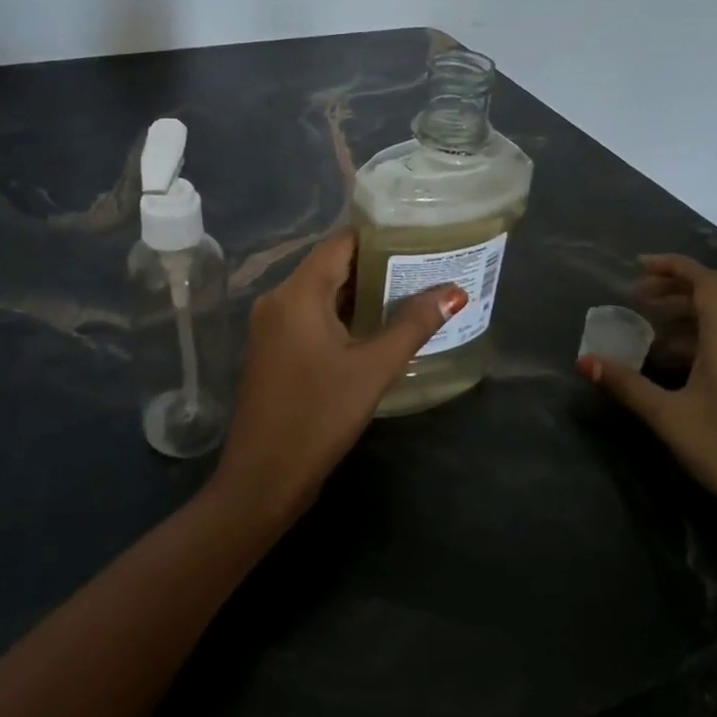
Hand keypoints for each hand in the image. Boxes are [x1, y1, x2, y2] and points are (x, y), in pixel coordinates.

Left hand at [211, 230, 465, 527]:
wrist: (262, 479)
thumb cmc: (318, 417)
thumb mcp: (372, 369)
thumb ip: (412, 325)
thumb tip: (453, 291)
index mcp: (296, 294)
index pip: (340, 243)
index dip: (379, 237)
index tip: (419, 237)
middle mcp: (278, 300)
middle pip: (331, 265)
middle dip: (376, 266)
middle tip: (425, 267)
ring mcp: (272, 327)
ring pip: (322, 293)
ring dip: (361, 293)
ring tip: (411, 293)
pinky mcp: (275, 350)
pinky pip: (312, 317)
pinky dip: (343, 315)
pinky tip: (378, 327)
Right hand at [579, 254, 716, 550]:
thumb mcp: (668, 416)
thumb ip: (626, 384)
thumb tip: (584, 360)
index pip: (706, 281)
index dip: (673, 266)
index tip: (638, 266)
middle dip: (676, 286)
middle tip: (638, 295)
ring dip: (688, 311)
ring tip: (650, 322)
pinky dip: (699, 334)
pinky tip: (674, 359)